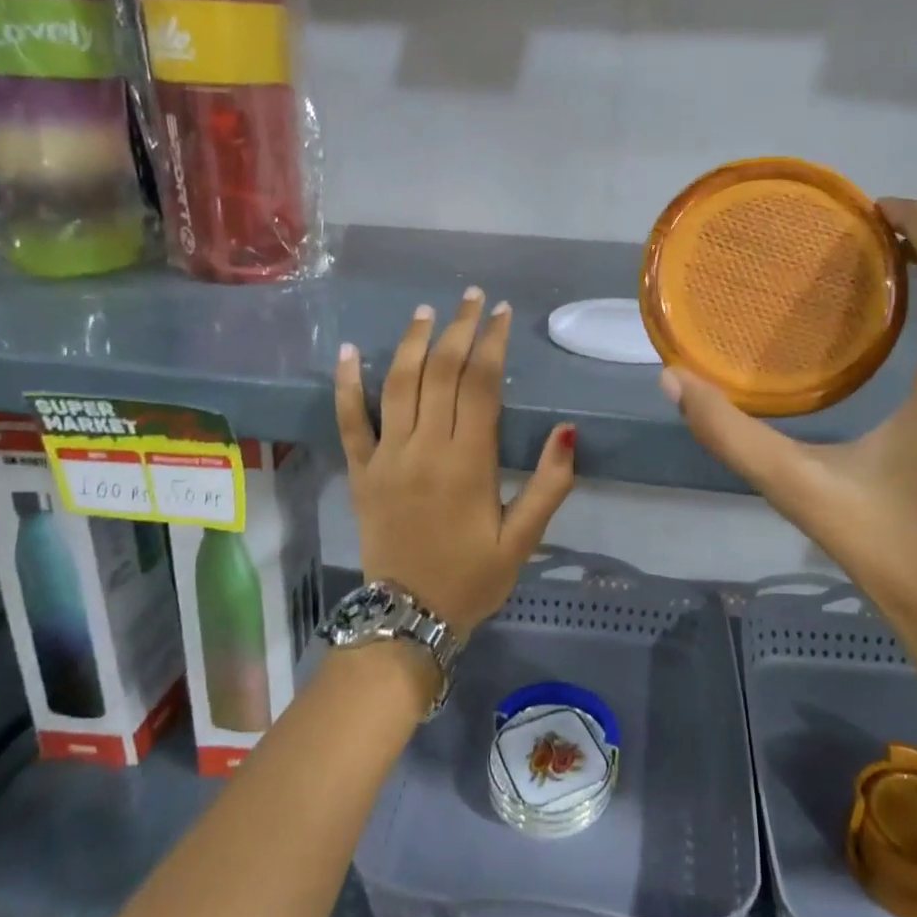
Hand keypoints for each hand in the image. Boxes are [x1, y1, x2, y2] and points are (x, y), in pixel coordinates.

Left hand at [336, 287, 576, 638]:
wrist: (407, 619)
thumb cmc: (473, 579)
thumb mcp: (523, 539)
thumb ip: (550, 484)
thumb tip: (568, 429)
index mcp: (468, 462)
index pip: (480, 384)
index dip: (492, 342)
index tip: (501, 312)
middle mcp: (425, 448)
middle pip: (440, 372)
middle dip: (458, 329)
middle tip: (471, 298)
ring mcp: (386, 457)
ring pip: (398, 384)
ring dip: (413, 342)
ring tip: (427, 310)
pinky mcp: (360, 471)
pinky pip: (349, 421)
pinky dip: (347, 384)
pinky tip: (351, 350)